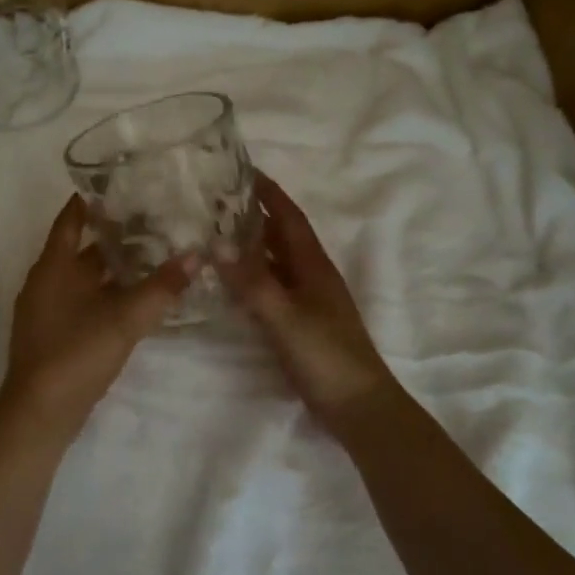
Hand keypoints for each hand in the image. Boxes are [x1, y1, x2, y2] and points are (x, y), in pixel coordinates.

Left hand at [1, 195, 196, 430]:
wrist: (40, 413)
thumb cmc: (76, 353)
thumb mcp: (124, 318)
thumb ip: (161, 287)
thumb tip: (196, 256)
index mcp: (53, 266)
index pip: (70, 219)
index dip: (91, 200)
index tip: (119, 184)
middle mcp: (45, 282)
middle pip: (80, 248)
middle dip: (112, 235)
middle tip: (151, 219)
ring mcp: (47, 310)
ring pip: (83, 277)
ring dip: (112, 267)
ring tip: (151, 255)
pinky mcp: (54, 335)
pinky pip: (83, 301)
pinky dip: (106, 293)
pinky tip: (134, 298)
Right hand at [222, 175, 405, 430]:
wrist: (357, 405)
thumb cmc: (326, 355)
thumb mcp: (285, 317)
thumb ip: (252, 282)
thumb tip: (217, 242)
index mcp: (313, 265)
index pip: (288, 216)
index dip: (268, 192)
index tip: (243, 169)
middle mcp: (311, 275)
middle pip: (281, 235)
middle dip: (254, 214)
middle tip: (217, 200)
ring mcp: (307, 300)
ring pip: (275, 261)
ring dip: (252, 244)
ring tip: (216, 232)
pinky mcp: (300, 323)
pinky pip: (271, 287)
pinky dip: (251, 277)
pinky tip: (231, 281)